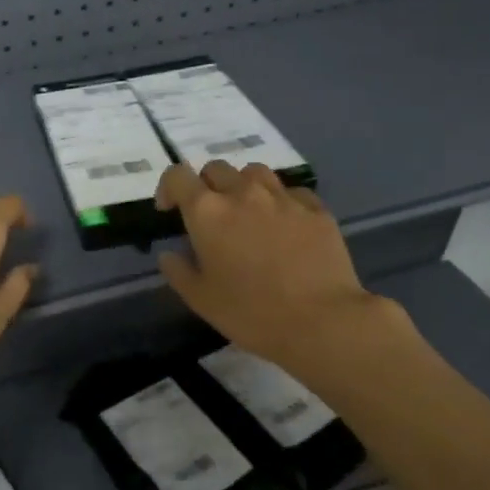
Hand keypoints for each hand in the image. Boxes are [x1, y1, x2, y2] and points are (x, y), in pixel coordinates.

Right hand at [153, 160, 408, 383]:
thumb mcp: (200, 300)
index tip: (169, 211)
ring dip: (243, 186)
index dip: (168, 188)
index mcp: (207, 212)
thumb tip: (169, 254)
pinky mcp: (315, 208)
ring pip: (255, 172)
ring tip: (247, 213)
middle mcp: (243, 193)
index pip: (178, 176)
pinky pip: (291, 191)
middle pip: (216, 169)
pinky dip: (280, 201)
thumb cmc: (251, 313)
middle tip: (210, 217)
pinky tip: (284, 225)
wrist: (320, 320)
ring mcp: (282, 197)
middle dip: (206, 186)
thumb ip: (179, 271)